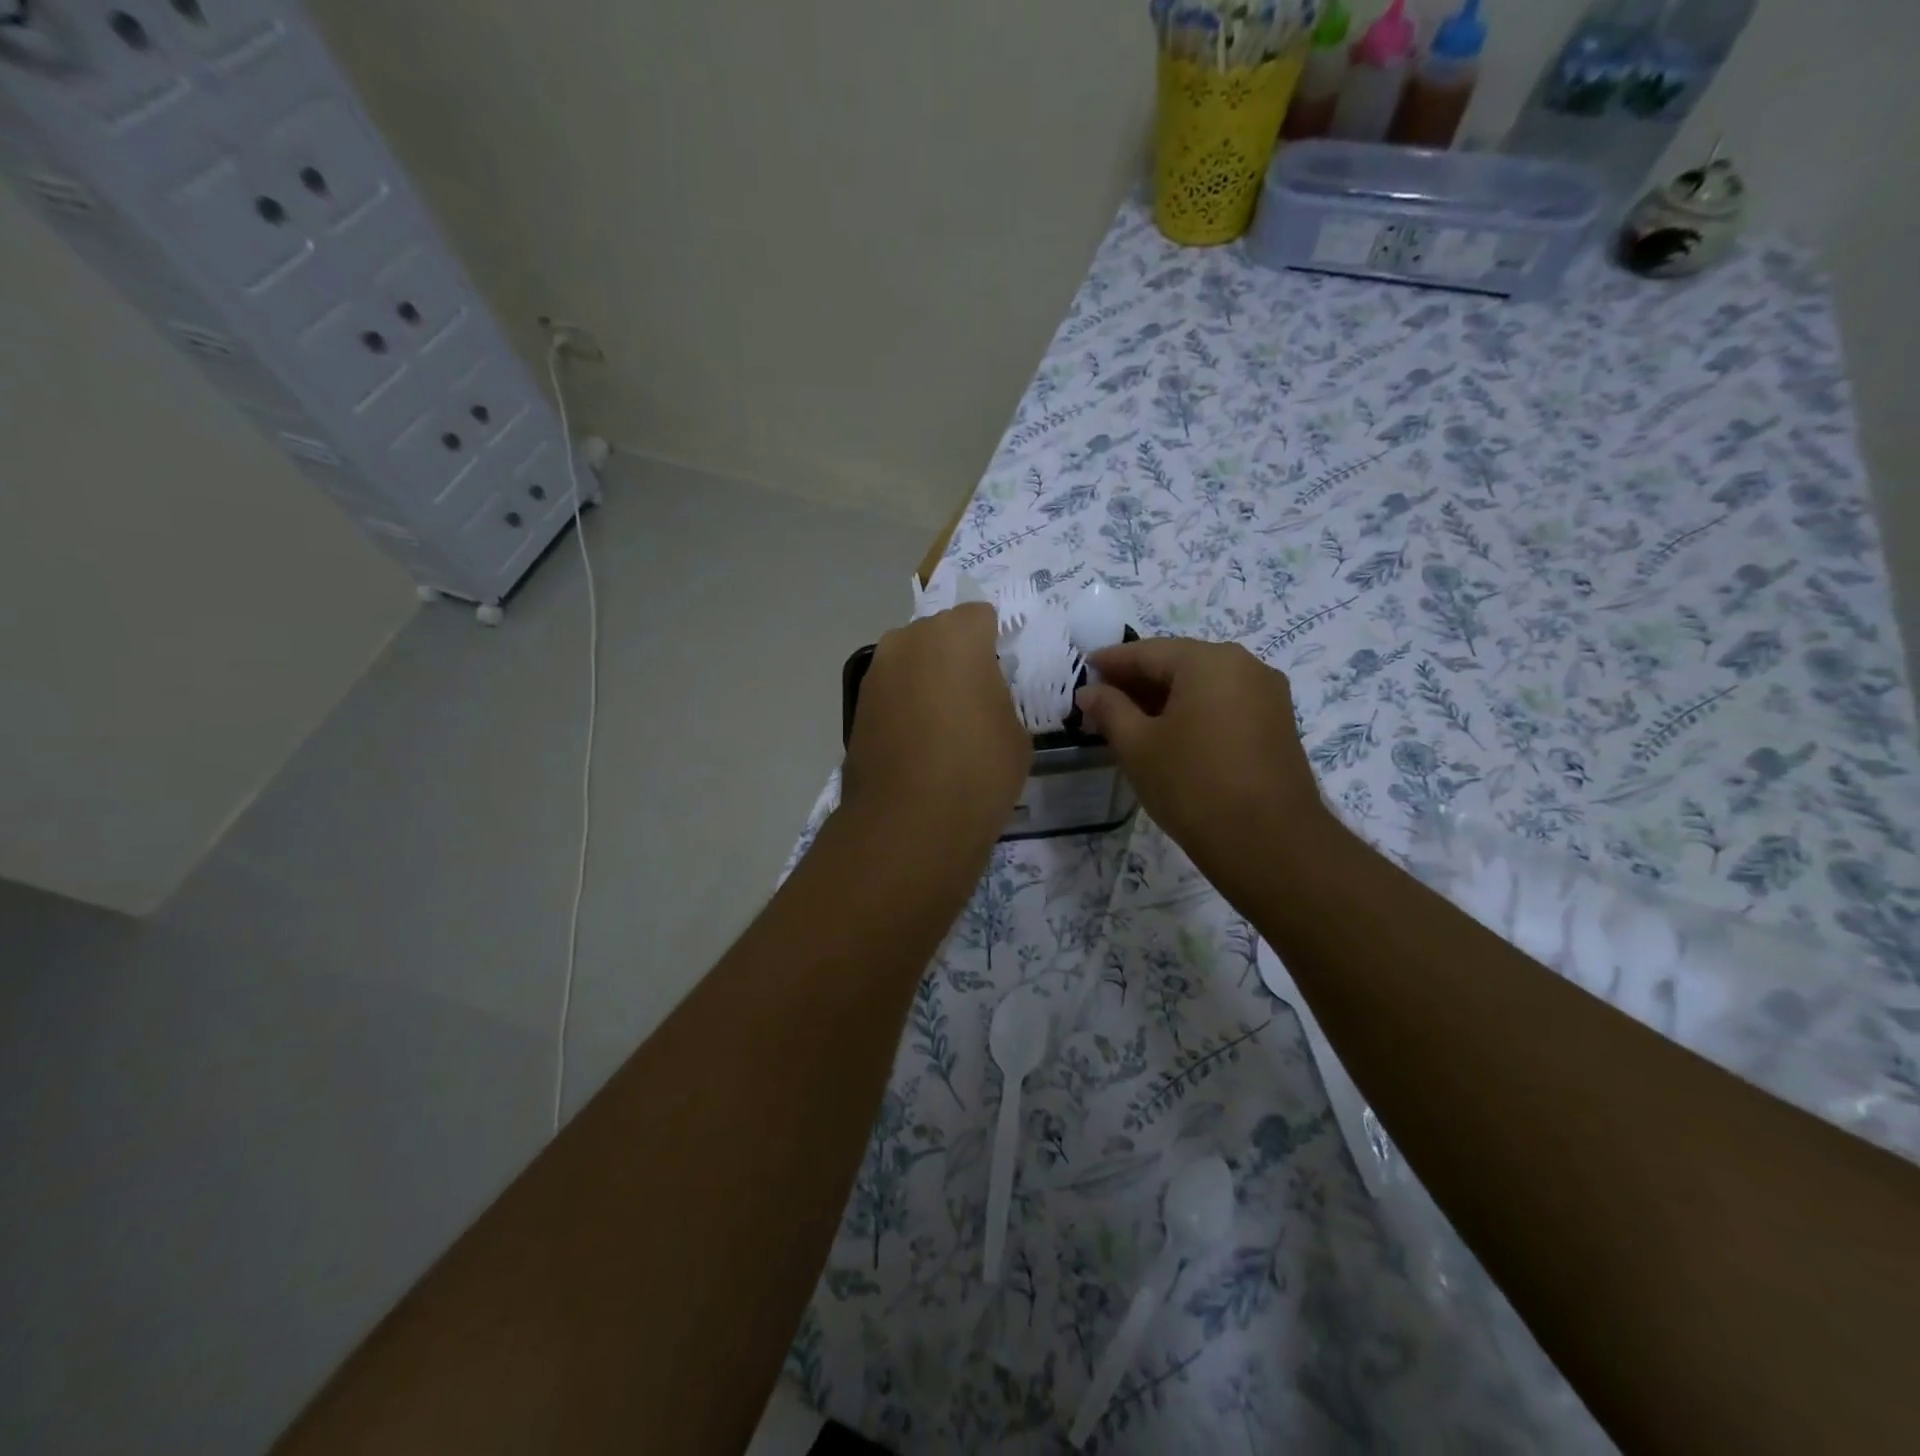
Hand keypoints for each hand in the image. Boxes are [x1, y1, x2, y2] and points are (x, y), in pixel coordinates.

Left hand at [842, 603, 1028, 844]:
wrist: (909, 822)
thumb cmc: (977, 771)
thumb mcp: (1016, 732)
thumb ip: (1000, 697)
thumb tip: (981, 697)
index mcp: (956, 635)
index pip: (981, 617)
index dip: (994, 643)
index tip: (1002, 677)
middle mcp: (908, 640)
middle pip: (940, 635)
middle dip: (957, 657)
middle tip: (973, 700)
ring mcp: (876, 671)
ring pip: (912, 661)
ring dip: (927, 680)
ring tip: (942, 726)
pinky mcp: (857, 704)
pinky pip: (892, 690)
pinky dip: (905, 704)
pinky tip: (917, 743)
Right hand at [1076, 638, 1337, 892]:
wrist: (1269, 842)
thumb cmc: (1192, 785)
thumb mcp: (1138, 746)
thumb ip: (1109, 710)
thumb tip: (1090, 691)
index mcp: (1208, 661)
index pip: (1148, 651)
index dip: (1111, 661)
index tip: (1084, 669)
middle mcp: (1244, 665)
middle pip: (1178, 663)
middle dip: (1138, 680)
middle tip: (1101, 700)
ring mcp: (1267, 694)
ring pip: (1203, 684)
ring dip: (1165, 697)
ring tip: (1130, 720)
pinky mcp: (1277, 723)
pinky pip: (1224, 703)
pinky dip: (1193, 711)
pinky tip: (1169, 734)